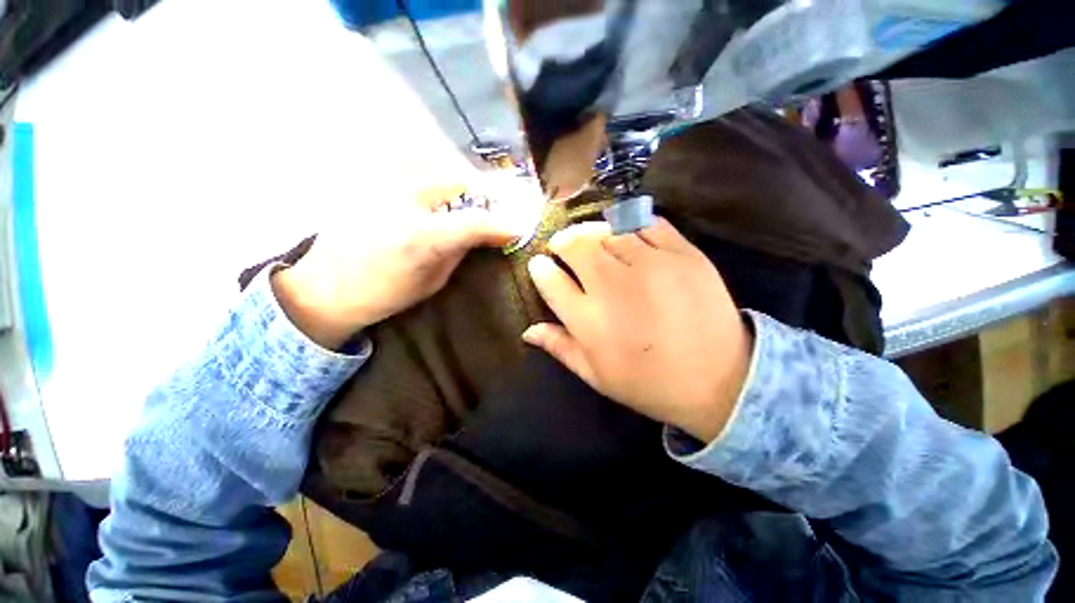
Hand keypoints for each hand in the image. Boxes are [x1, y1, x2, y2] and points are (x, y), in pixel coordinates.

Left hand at [273, 183, 528, 348]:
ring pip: (431, 164)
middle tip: (488, 207)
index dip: (502, 225)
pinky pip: (406, 167)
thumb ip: (459, 252)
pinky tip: (430, 192)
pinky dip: (427, 174)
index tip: (516, 229)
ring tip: (460, 197)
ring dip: (453, 179)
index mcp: (423, 237)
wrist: (324, 288)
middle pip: (456, 179)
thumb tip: (482, 235)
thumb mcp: (433, 282)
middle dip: (480, 192)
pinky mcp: (367, 182)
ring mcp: (383, 186)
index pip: (476, 222)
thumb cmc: (384, 294)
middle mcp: (404, 202)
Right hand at [523, 218, 752, 441]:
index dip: (540, 268)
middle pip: (576, 245)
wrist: (719, 381)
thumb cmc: (649, 383)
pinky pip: (647, 224)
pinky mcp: (683, 254)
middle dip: (562, 241)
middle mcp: (614, 287)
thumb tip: (528, 330)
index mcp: (589, 321)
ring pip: (608, 230)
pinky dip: (631, 224)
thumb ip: (560, 348)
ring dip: (592, 231)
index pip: (550, 280)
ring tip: (591, 240)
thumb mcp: (596, 375)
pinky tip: (626, 234)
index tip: (540, 264)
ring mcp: (651, 266)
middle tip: (563, 245)